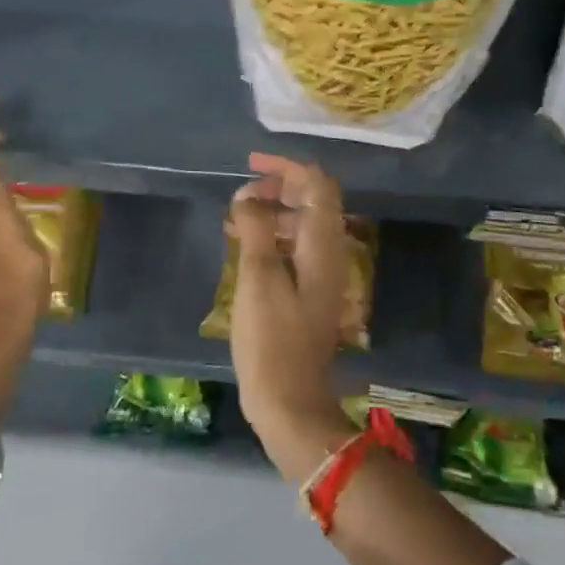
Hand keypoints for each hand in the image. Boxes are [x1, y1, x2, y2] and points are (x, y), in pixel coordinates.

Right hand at [228, 153, 357, 479]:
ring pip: (302, 224)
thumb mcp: (257, 278)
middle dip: (278, 187)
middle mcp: (329, 253)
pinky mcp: (310, 292)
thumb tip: (248, 195)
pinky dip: (272, 236)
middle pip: (313, 201)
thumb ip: (255, 228)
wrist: (290, 400)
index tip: (253, 164)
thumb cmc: (271, 339)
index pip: (318, 185)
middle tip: (242, 193)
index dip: (288, 167)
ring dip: (272, 211)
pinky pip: (294, 247)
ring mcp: (322, 274)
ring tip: (235, 218)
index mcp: (323, 245)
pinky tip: (244, 245)